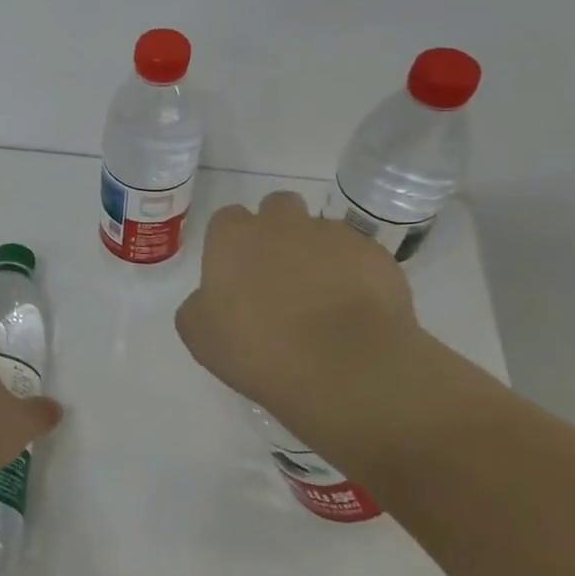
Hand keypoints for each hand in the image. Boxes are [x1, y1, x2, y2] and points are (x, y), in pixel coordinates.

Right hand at [175, 192, 420, 448]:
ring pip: (321, 230)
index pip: (227, 219)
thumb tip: (211, 299)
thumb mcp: (201, 337)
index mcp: (233, 237)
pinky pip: (359, 256)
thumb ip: (198, 306)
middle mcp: (281, 224)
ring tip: (322, 296)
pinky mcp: (376, 256)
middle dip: (277, 230)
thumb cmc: (260, 350)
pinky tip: (354, 310)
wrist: (348, 368)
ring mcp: (333, 236)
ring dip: (317, 252)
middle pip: (277, 208)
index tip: (236, 273)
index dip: (231, 243)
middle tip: (278, 274)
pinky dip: (355, 275)